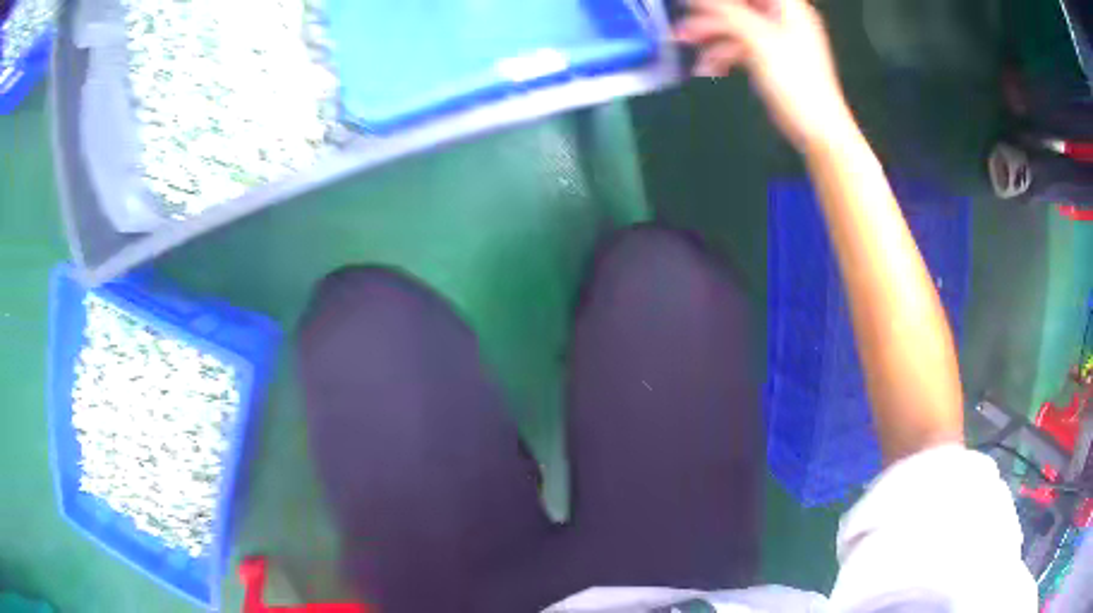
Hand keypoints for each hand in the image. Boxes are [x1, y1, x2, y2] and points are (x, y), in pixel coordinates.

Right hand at [676, 0, 857, 153]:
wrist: (816, 129)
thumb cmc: (797, 82)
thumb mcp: (758, 40)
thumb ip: (726, 12)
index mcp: (789, 7)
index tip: (695, 2)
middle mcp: (783, 18)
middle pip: (740, 4)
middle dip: (709, 12)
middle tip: (683, 20)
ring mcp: (777, 39)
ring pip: (735, 24)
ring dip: (709, 32)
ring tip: (684, 42)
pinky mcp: (771, 59)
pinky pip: (740, 46)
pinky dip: (723, 53)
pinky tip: (708, 66)